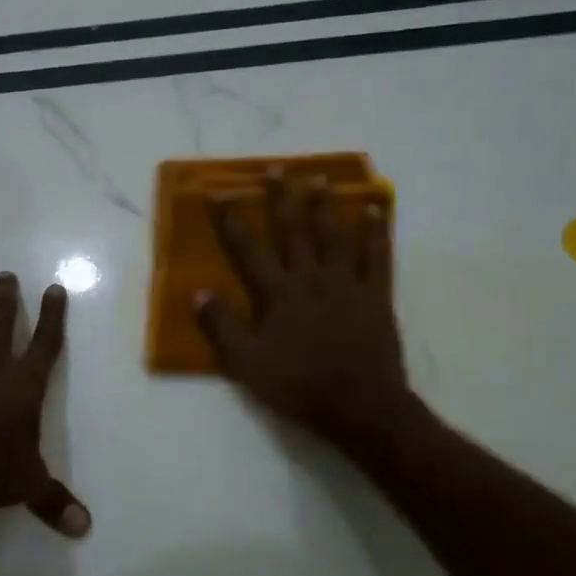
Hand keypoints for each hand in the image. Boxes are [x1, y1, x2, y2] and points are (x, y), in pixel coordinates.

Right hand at [197, 171, 418, 456]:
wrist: (359, 407)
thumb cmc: (297, 385)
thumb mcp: (247, 363)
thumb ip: (223, 326)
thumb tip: (198, 292)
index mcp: (277, 295)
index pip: (250, 249)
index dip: (233, 220)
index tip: (220, 192)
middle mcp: (310, 280)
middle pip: (294, 232)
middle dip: (282, 199)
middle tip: (278, 169)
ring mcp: (346, 285)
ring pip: (334, 236)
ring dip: (325, 206)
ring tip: (320, 178)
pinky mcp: (376, 297)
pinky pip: (377, 258)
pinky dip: (376, 232)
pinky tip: (375, 209)